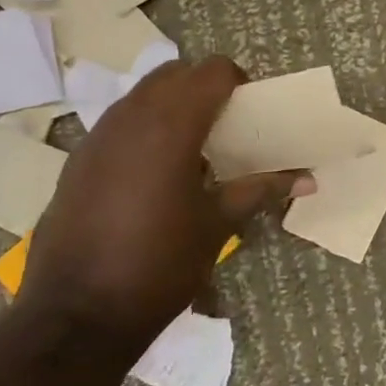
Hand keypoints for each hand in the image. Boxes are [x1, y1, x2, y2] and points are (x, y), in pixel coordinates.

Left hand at [21, 57, 308, 338]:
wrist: (76, 315)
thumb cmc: (160, 264)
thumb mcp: (218, 225)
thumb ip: (261, 189)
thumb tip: (309, 178)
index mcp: (171, 126)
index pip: (212, 71)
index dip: (237, 82)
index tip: (250, 112)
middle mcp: (130, 117)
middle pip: (175, 73)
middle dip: (204, 88)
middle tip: (226, 126)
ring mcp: (97, 136)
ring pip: (142, 95)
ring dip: (172, 106)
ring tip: (193, 150)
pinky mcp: (77, 159)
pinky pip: (119, 122)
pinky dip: (144, 129)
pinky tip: (154, 176)